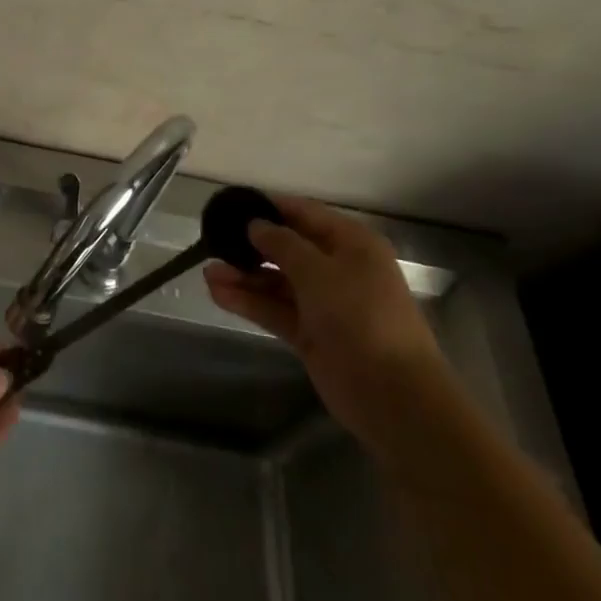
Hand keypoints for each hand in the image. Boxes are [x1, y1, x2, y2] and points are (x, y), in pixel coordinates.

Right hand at [204, 195, 456, 468]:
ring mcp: (324, 304)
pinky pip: (274, 309)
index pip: (304, 214)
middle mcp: (338, 269)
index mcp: (352, 244)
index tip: (233, 205)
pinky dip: (248, 301)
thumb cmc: (360, 317)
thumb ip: (282, 243)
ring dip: (244, 276)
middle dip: (251, 246)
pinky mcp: (310, 334)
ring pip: (276, 282)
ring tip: (207, 271)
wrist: (393, 396)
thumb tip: (255, 224)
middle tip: (213, 240)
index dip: (270, 208)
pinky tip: (217, 293)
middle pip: (288, 249)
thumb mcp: (318, 271)